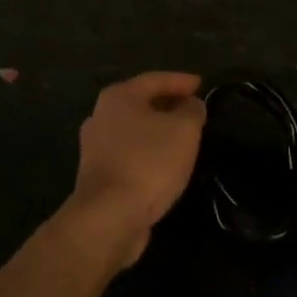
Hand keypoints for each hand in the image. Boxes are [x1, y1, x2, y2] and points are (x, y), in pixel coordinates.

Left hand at [67, 72, 206, 267]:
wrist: (109, 216)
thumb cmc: (148, 163)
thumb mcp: (183, 130)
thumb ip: (191, 111)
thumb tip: (191, 104)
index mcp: (118, 96)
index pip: (155, 79)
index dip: (180, 81)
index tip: (201, 84)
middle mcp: (101, 115)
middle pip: (141, 103)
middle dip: (167, 105)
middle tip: (192, 109)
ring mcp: (95, 146)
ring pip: (134, 130)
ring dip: (157, 131)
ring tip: (182, 137)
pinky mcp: (97, 175)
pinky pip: (129, 153)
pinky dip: (148, 152)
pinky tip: (163, 163)